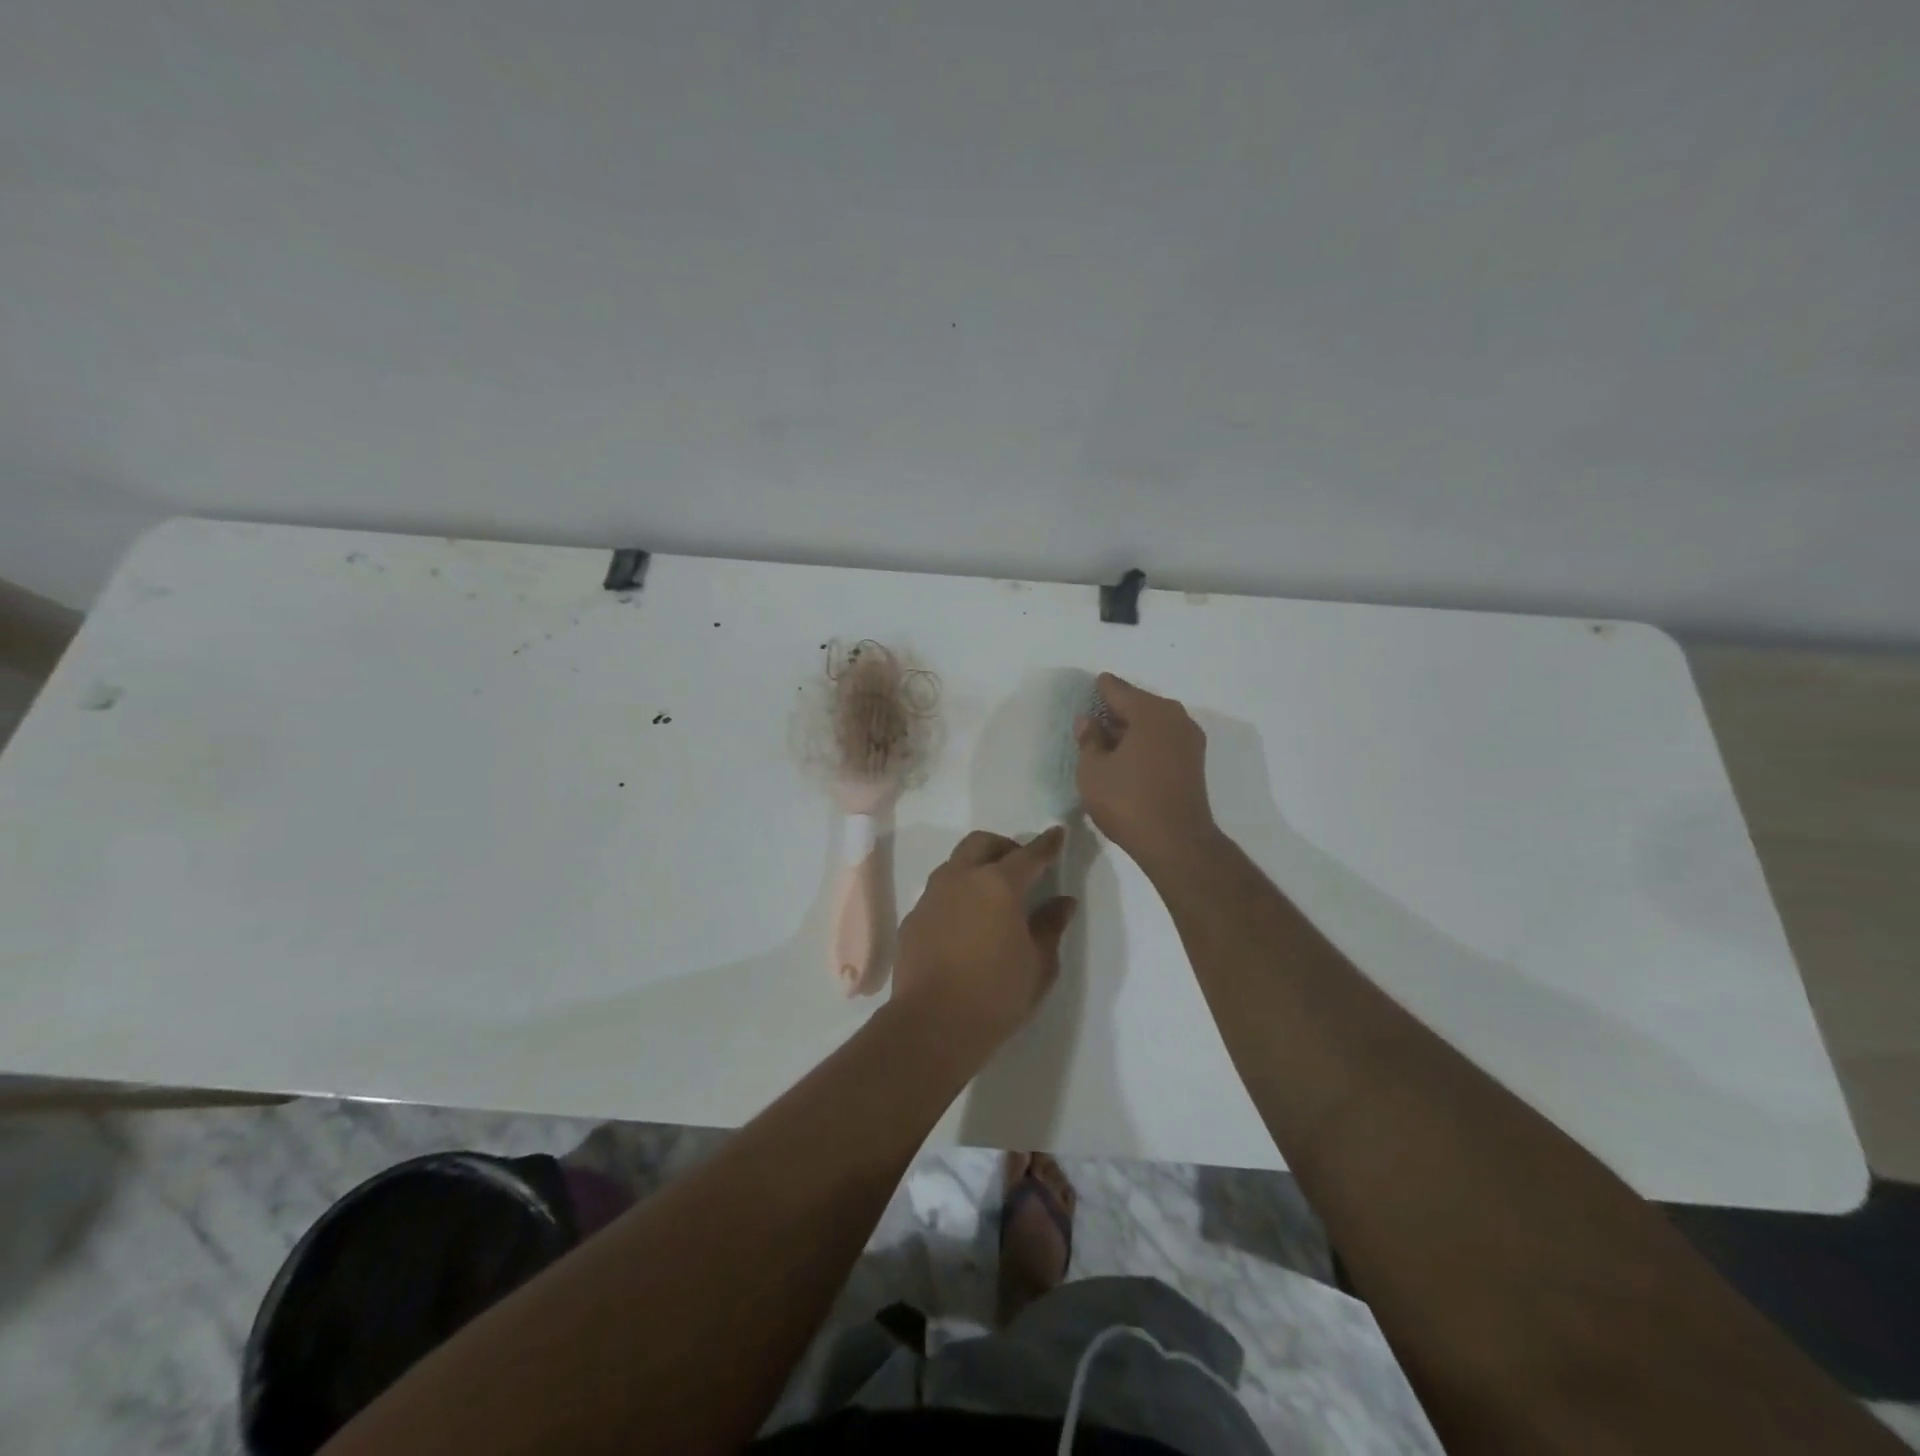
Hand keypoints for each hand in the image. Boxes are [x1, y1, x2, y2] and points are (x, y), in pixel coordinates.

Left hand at [891, 827, 1077, 1059]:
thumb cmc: (996, 995)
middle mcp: (962, 878)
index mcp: (999, 885)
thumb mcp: (1038, 965)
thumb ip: (1051, 926)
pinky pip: (939, 891)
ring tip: (991, 893)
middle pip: (982, 843)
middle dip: (1004, 847)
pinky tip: (965, 921)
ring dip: (976, 866)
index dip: (1046, 844)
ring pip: (956, 863)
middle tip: (1021, 868)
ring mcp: (932, 895)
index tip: (1057, 834)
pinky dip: (957, 893)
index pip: (1029, 855)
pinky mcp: (913, 916)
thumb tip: (1063, 902)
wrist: (932, 1024)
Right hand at [1075, 673, 1217, 868]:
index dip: (1099, 690)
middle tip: (1092, 720)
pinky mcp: (1194, 762)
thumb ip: (1088, 740)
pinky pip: (1163, 740)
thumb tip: (1088, 721)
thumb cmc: (1128, 801)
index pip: (1117, 689)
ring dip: (1131, 729)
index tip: (1087, 690)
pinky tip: (1127, 758)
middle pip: (1138, 704)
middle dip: (1115, 711)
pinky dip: (1145, 743)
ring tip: (1106, 742)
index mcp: (1149, 711)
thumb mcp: (1093, 770)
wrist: (1176, 843)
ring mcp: (1189, 739)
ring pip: (1153, 723)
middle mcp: (1175, 717)